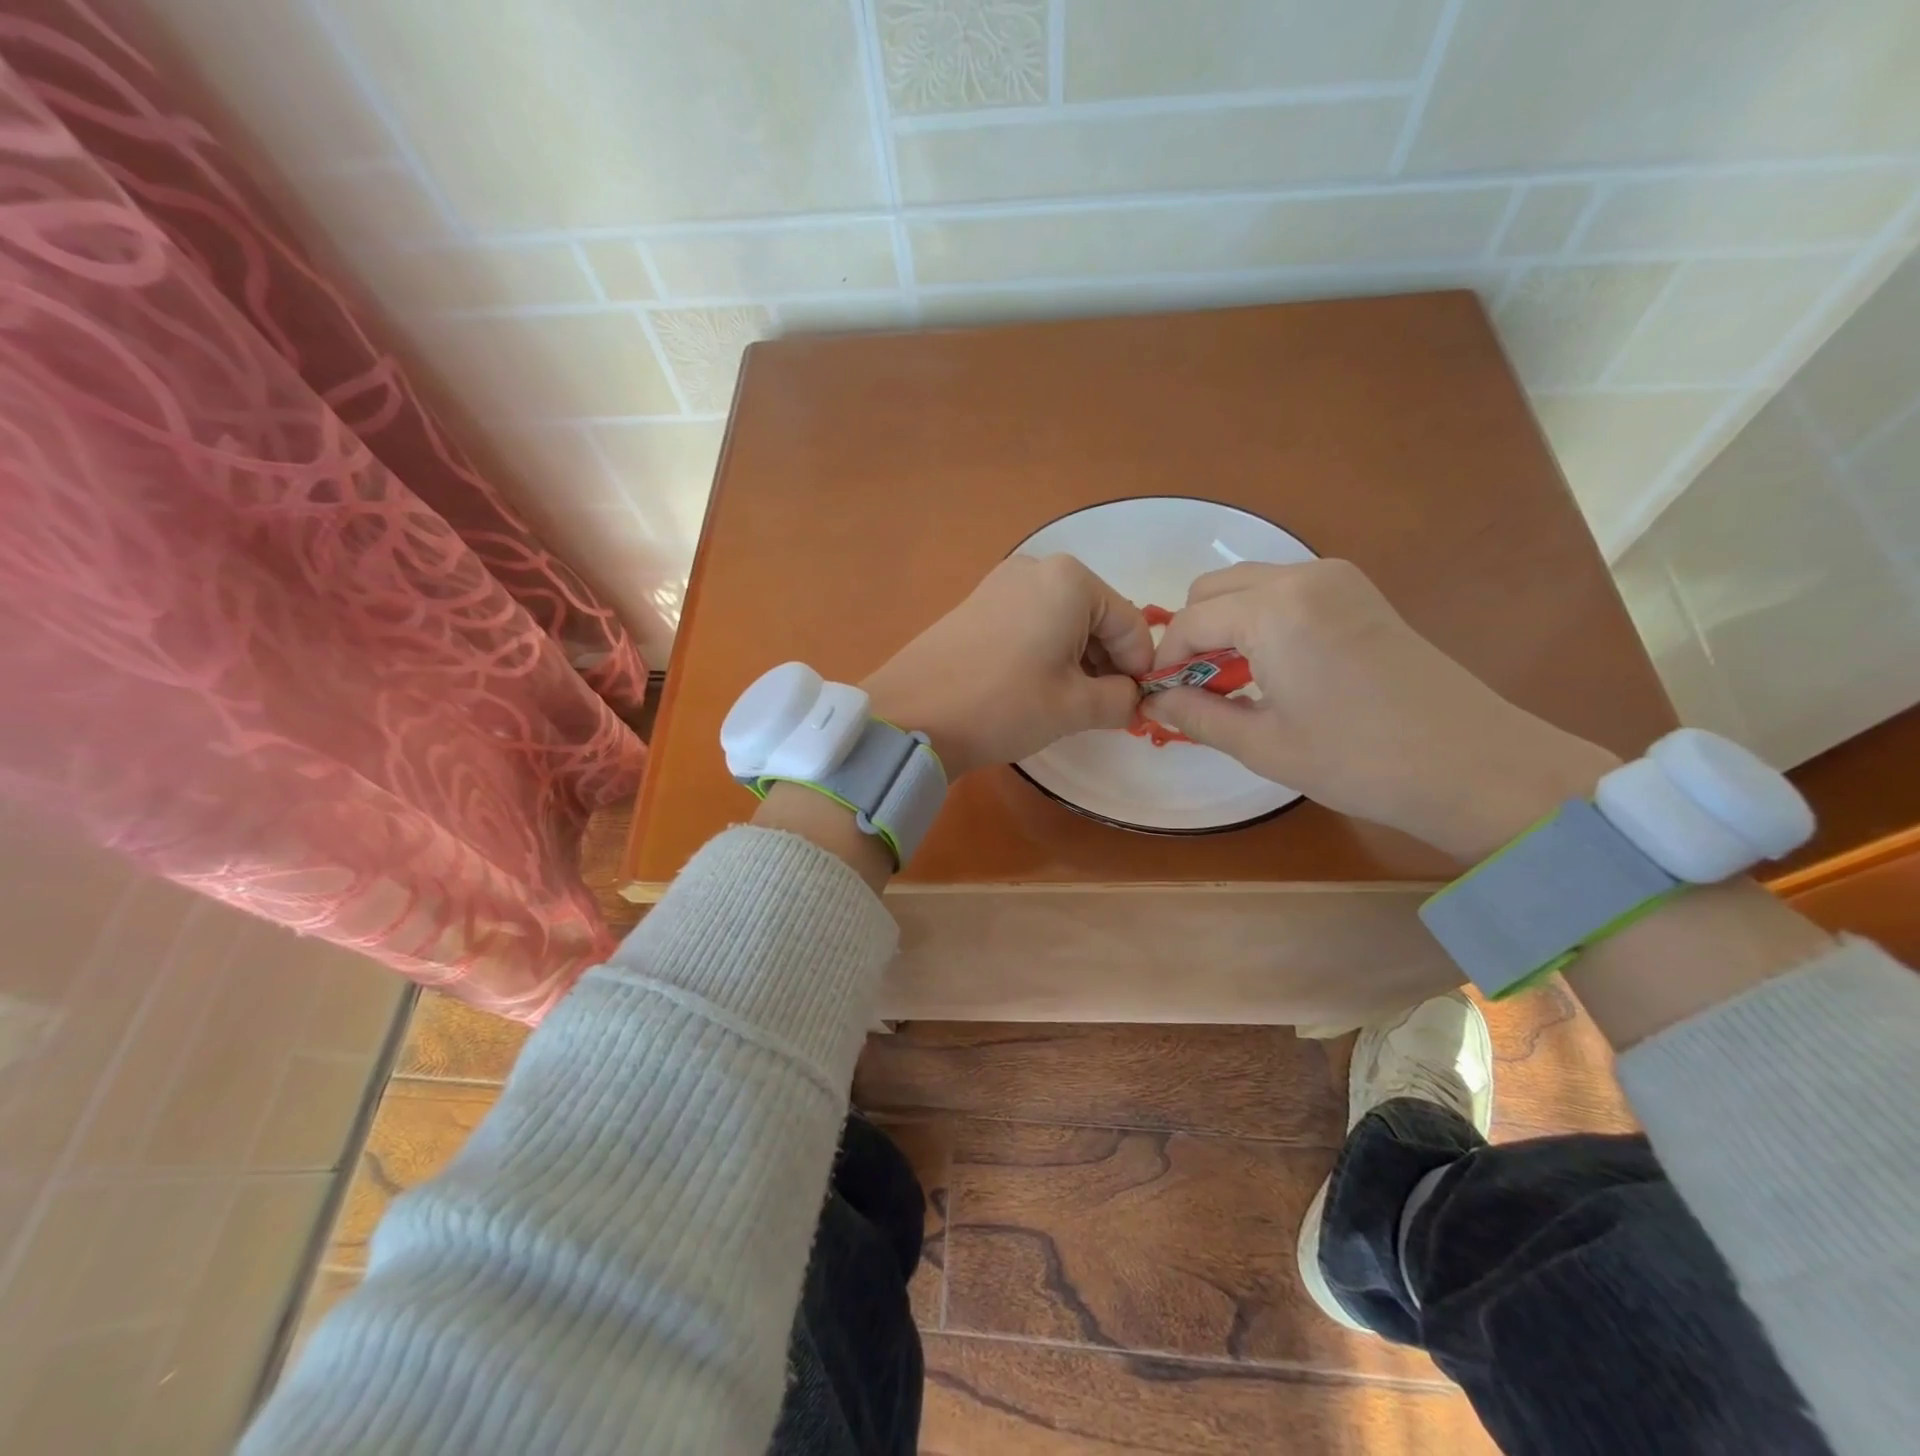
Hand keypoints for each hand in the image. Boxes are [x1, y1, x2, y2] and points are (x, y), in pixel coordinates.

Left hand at [861, 554, 1152, 778]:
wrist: (911, 715)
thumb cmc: (1003, 705)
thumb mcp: (1075, 707)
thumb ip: (1121, 700)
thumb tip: (1133, 698)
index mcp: (1071, 580)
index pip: (1132, 626)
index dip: (1139, 672)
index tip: (1132, 709)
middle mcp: (1038, 568)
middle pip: (1098, 618)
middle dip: (1105, 664)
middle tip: (1097, 710)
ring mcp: (1002, 583)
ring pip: (1064, 622)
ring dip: (1076, 661)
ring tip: (1063, 704)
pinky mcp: (978, 604)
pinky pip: (1032, 624)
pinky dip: (1045, 654)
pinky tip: (1032, 689)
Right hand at [1142, 560, 1620, 860]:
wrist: (1472, 764)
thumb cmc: (1357, 760)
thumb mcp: (1261, 744)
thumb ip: (1195, 715)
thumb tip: (1152, 702)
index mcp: (1273, 610)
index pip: (1190, 622)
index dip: (1165, 661)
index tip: (1158, 697)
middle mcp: (1301, 576)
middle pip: (1214, 590)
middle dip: (1193, 635)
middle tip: (1195, 689)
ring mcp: (1336, 578)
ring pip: (1249, 586)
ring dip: (1226, 625)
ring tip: (1232, 682)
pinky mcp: (1359, 592)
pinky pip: (1285, 591)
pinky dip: (1260, 620)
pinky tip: (1272, 667)